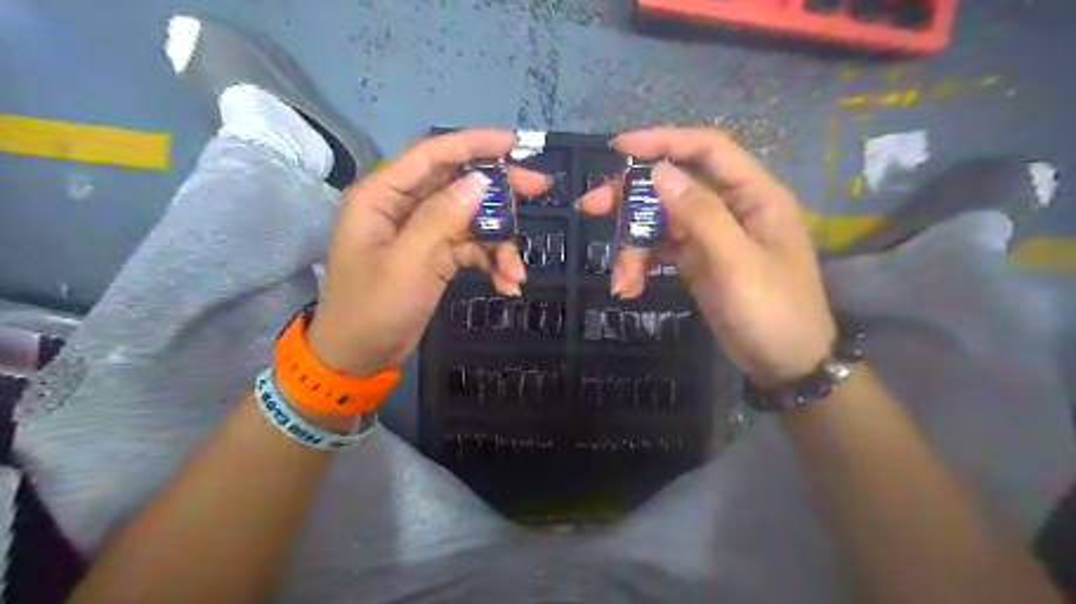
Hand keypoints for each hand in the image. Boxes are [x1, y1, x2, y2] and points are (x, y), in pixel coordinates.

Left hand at [306, 129, 550, 377]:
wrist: (359, 358)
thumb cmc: (372, 309)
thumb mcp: (408, 263)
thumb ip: (442, 218)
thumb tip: (481, 181)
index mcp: (382, 195)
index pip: (432, 155)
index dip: (474, 144)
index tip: (515, 144)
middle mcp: (403, 206)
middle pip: (458, 183)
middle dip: (499, 192)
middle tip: (539, 189)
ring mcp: (422, 232)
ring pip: (472, 219)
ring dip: (499, 242)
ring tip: (516, 273)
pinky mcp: (435, 256)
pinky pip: (471, 248)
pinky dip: (491, 262)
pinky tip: (507, 284)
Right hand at [584, 126, 835, 385]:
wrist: (785, 364)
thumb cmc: (772, 311)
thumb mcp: (736, 262)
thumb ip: (700, 215)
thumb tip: (660, 172)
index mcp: (754, 196)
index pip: (707, 150)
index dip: (664, 141)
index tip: (619, 149)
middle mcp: (731, 208)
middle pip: (674, 186)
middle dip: (632, 198)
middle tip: (591, 207)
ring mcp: (712, 236)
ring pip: (661, 222)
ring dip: (634, 245)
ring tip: (620, 279)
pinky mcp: (698, 261)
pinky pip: (662, 250)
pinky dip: (643, 264)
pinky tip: (629, 286)